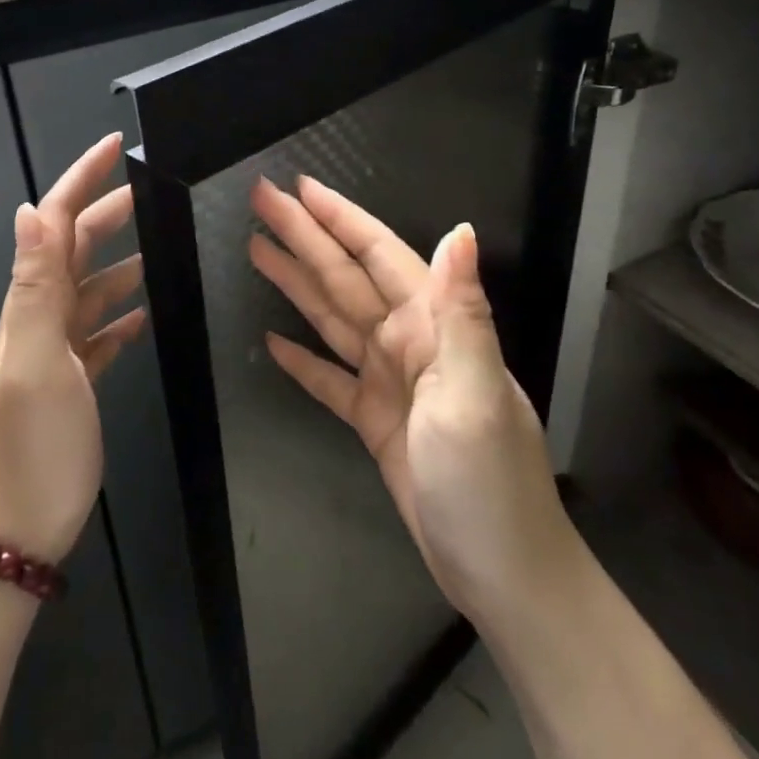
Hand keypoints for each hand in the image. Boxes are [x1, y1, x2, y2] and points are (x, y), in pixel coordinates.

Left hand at [0, 134, 146, 565]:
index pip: (54, 223)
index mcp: (32, 303)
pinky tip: (145, 314)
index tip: (115, 146)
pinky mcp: (76, 380)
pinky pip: (101, 333)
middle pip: (76, 248)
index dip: (81, 180)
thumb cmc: (31, 444)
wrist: (17, 526)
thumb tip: (28, 211)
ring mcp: (59, 350)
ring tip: (161, 245)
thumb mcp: (34, 360)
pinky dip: (122, 315)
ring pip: (93, 289)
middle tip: (151, 189)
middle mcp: (42, 317)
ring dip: (122, 260)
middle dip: (108, 211)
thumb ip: (34, 286)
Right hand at [248, 177, 576, 627]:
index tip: (299, 187)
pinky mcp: (374, 419)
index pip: (377, 254)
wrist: (502, 571)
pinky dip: (302, 359)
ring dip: (295, 283)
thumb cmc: (488, 479)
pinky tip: (273, 342)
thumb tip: (459, 231)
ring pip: (332, 318)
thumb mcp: (474, 393)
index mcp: (431, 326)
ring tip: (256, 250)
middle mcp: (408, 342)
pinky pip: (329, 378)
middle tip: (260, 201)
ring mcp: (389, 380)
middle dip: (303, 236)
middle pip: (344, 277)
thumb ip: (462, 311)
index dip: (338, 218)